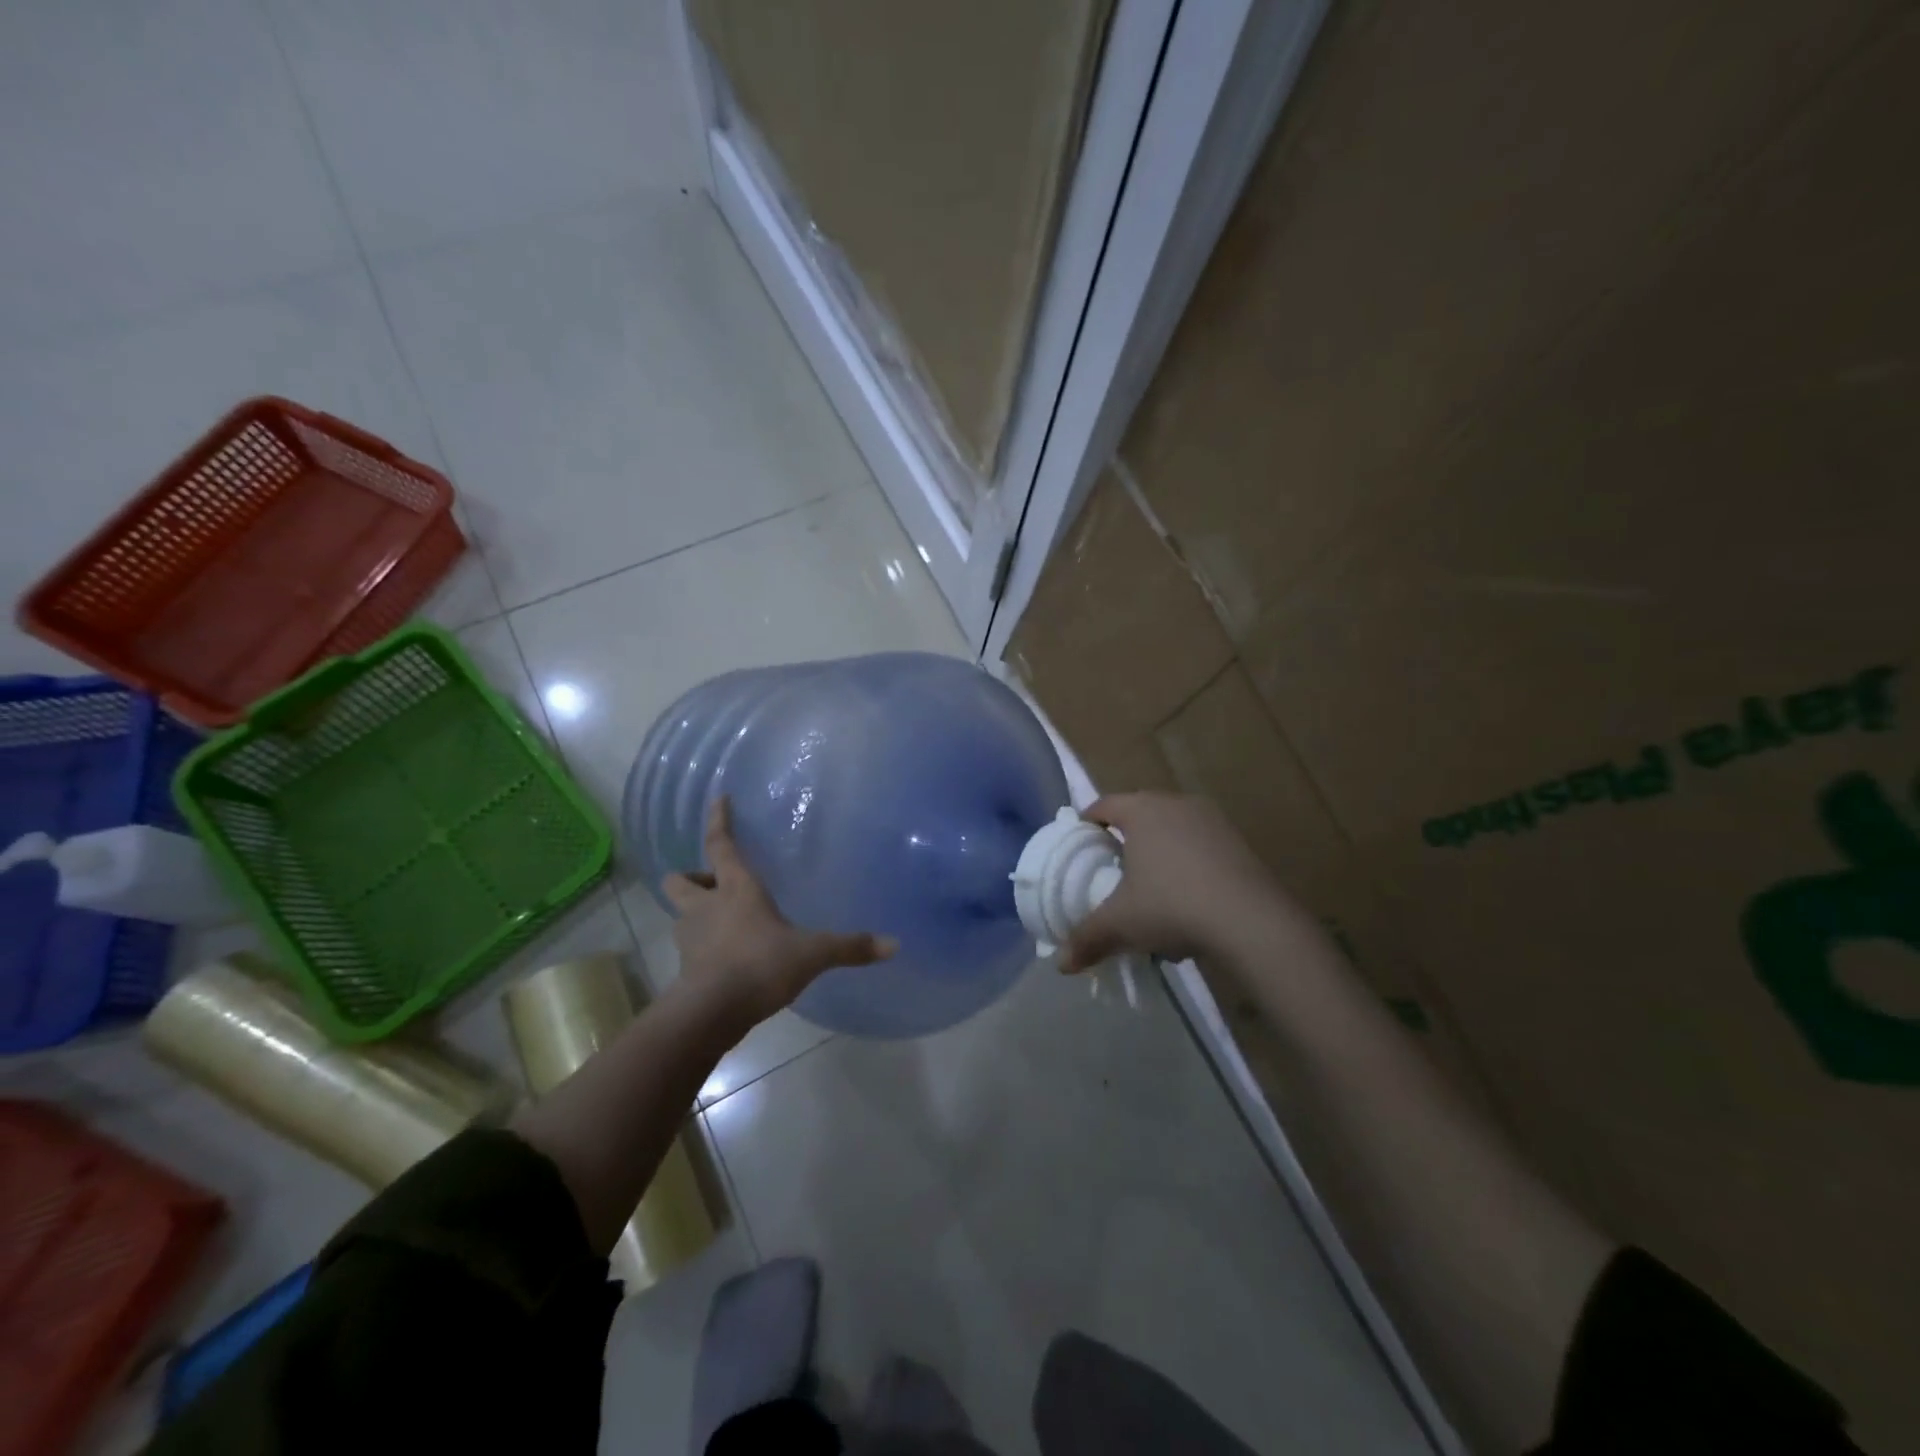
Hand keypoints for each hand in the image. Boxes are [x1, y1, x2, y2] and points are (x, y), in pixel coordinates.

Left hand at [664, 797, 896, 1024]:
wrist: (710, 1014)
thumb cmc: (759, 965)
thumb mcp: (811, 953)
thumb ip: (849, 947)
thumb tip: (894, 944)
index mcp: (736, 889)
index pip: (720, 844)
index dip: (719, 820)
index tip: (719, 798)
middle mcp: (707, 906)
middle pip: (680, 879)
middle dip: (693, 875)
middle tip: (715, 882)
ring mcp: (690, 937)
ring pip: (680, 913)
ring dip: (694, 911)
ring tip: (720, 919)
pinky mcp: (685, 968)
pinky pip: (689, 947)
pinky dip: (700, 945)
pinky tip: (722, 956)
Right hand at [1062, 793, 1284, 971]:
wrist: (1251, 921)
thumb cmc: (1172, 906)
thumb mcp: (1121, 924)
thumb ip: (1087, 938)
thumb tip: (1062, 965)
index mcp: (1142, 810)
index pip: (1103, 805)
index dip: (1086, 825)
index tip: (1080, 848)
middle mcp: (1176, 804)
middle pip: (1139, 814)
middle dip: (1124, 839)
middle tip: (1112, 869)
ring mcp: (1212, 820)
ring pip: (1172, 829)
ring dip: (1159, 852)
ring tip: (1151, 889)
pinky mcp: (1238, 841)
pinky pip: (1200, 845)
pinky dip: (1188, 864)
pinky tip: (1188, 900)